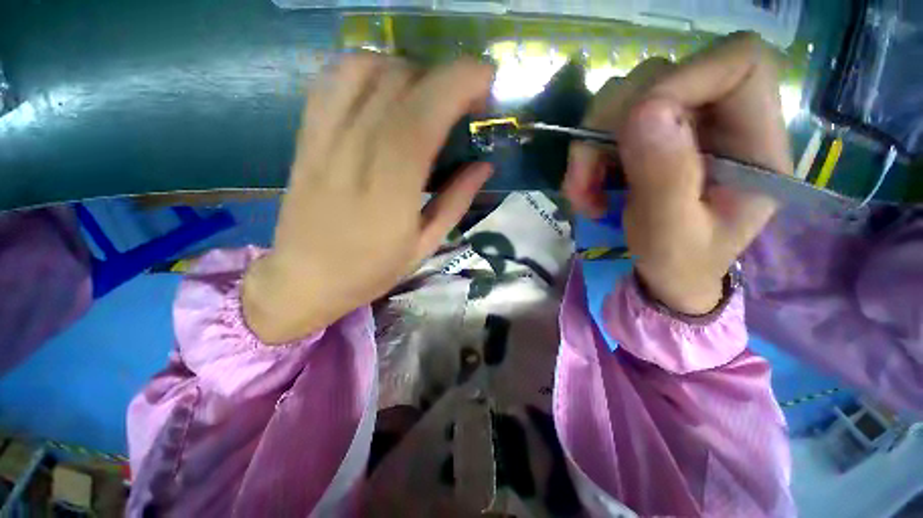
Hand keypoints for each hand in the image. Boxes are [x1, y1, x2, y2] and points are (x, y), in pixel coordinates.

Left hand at [243, 54, 494, 342]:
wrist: (305, 279)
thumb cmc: (372, 270)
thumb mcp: (425, 246)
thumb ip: (455, 201)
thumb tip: (485, 166)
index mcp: (391, 192)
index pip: (422, 117)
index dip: (458, 84)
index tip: (486, 81)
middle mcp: (354, 156)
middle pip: (398, 84)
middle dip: (442, 76)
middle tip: (465, 99)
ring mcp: (323, 141)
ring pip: (364, 70)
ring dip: (406, 69)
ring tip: (426, 95)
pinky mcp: (306, 137)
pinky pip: (332, 81)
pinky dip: (366, 70)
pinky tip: (385, 91)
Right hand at [564, 32, 792, 313]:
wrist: (668, 275)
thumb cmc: (680, 264)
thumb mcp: (671, 236)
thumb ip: (666, 180)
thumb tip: (644, 112)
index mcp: (754, 144)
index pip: (737, 63)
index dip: (680, 79)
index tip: (632, 128)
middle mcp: (720, 121)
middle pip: (661, 75)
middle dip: (608, 128)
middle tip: (586, 182)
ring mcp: (681, 124)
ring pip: (624, 97)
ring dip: (589, 146)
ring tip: (584, 194)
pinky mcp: (649, 135)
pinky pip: (606, 123)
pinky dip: (586, 155)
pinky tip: (587, 189)